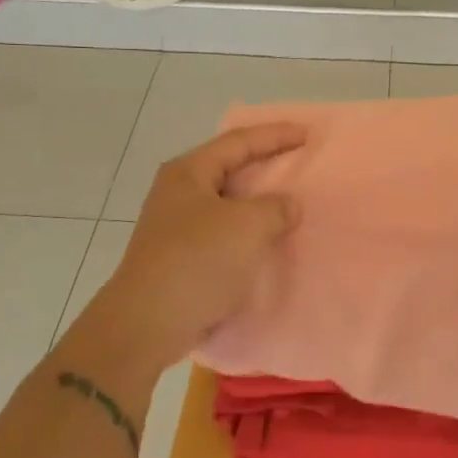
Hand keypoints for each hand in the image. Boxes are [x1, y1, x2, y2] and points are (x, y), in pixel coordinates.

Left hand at [82, 123, 306, 365]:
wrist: (149, 323)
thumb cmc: (198, 261)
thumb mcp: (247, 226)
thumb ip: (276, 208)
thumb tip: (287, 205)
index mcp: (188, 172)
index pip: (238, 141)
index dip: (275, 135)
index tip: (308, 134)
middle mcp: (178, 192)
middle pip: (229, 168)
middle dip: (264, 166)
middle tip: (298, 163)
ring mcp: (176, 226)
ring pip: (227, 204)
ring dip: (257, 204)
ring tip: (289, 204)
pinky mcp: (180, 257)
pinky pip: (223, 233)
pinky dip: (247, 233)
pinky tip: (266, 241)